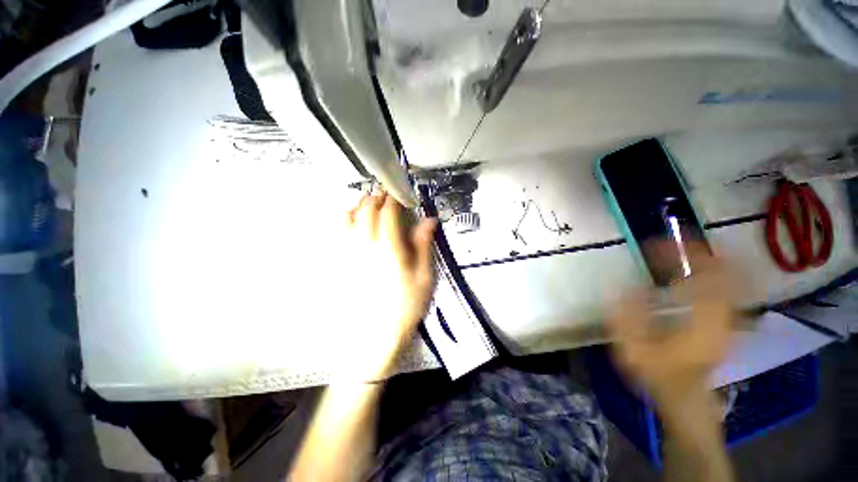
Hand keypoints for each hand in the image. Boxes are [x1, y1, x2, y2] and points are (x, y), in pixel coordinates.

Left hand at [334, 191, 436, 381]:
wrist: (374, 337)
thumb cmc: (405, 306)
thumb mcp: (424, 277)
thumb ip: (423, 245)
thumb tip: (429, 221)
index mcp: (389, 247)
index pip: (388, 212)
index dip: (394, 198)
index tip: (399, 193)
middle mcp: (365, 245)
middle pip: (366, 211)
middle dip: (376, 198)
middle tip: (384, 195)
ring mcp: (349, 254)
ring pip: (348, 218)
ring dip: (359, 205)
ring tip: (367, 201)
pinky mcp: (340, 264)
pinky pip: (338, 234)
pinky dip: (345, 220)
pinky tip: (350, 221)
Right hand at [607, 243, 736, 405]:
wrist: (686, 398)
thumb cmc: (659, 375)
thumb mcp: (633, 349)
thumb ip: (627, 316)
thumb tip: (623, 285)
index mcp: (702, 323)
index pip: (704, 277)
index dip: (684, 256)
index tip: (659, 244)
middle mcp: (723, 317)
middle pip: (725, 273)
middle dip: (702, 252)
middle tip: (676, 239)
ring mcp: (729, 320)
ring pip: (732, 279)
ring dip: (711, 260)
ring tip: (688, 248)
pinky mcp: (727, 322)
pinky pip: (730, 289)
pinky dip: (717, 274)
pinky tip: (700, 270)